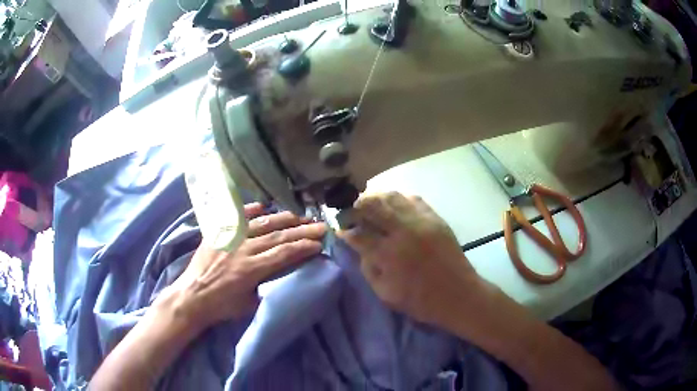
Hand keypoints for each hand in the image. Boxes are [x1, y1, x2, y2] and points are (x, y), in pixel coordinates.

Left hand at [167, 203, 325, 329]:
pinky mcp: (218, 233)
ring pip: (261, 224)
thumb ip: (266, 287)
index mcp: (251, 269)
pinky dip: (250, 210)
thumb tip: (282, 275)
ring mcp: (230, 238)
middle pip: (278, 236)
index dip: (304, 247)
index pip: (284, 253)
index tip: (319, 244)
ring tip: (299, 216)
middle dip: (302, 231)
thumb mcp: (249, 304)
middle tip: (320, 226)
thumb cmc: (222, 305)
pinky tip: (263, 206)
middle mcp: (243, 249)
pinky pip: (236, 217)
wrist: (192, 296)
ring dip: (283, 219)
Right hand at [339, 192, 481, 326]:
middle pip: (373, 205)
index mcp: (388, 254)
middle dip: (357, 206)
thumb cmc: (420, 300)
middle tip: (353, 212)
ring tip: (371, 206)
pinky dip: (399, 199)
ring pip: (393, 197)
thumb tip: (360, 248)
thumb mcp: (385, 293)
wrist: (458, 295)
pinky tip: (395, 208)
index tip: (340, 230)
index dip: (345, 230)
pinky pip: (414, 199)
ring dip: (377, 199)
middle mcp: (403, 231)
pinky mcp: (435, 218)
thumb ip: (368, 269)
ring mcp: (421, 221)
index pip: (358, 233)